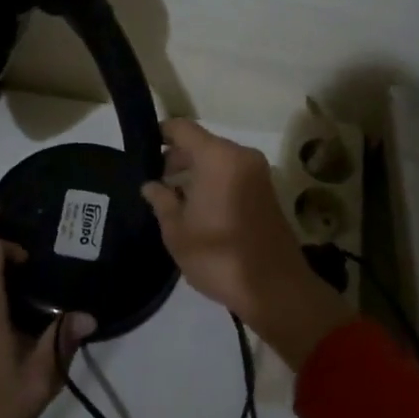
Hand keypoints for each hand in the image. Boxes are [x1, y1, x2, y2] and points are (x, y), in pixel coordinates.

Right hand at [141, 120, 350, 369]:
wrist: (275, 289)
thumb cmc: (219, 256)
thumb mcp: (177, 231)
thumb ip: (161, 201)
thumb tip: (151, 185)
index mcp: (218, 157)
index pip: (183, 128)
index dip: (161, 134)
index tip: (143, 150)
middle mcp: (240, 156)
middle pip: (201, 143)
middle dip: (177, 158)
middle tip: (155, 181)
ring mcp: (258, 172)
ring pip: (218, 159)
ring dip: (196, 171)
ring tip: (172, 197)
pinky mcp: (266, 191)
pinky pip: (232, 173)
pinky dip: (214, 181)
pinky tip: (197, 207)